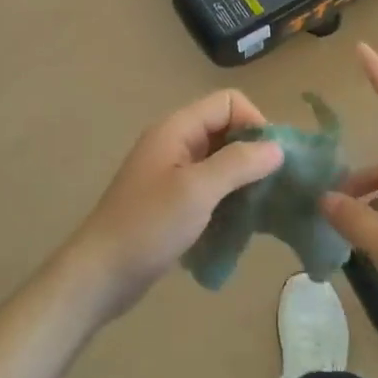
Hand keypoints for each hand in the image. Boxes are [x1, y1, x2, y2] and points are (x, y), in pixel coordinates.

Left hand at [61, 91, 283, 321]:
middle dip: (253, 152)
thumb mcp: (197, 191)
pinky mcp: (173, 201)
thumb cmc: (148, 226)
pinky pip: (211, 187)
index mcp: (177, 129)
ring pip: (221, 160)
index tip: (271, 160)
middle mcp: (175, 143)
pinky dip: (229, 197)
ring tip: (262, 206)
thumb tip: (278, 148)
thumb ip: (238, 164)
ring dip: (243, 178)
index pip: (228, 102)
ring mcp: (172, 173)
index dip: (254, 123)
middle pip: (226, 129)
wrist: (99, 275)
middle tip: (274, 185)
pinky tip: (241, 222)